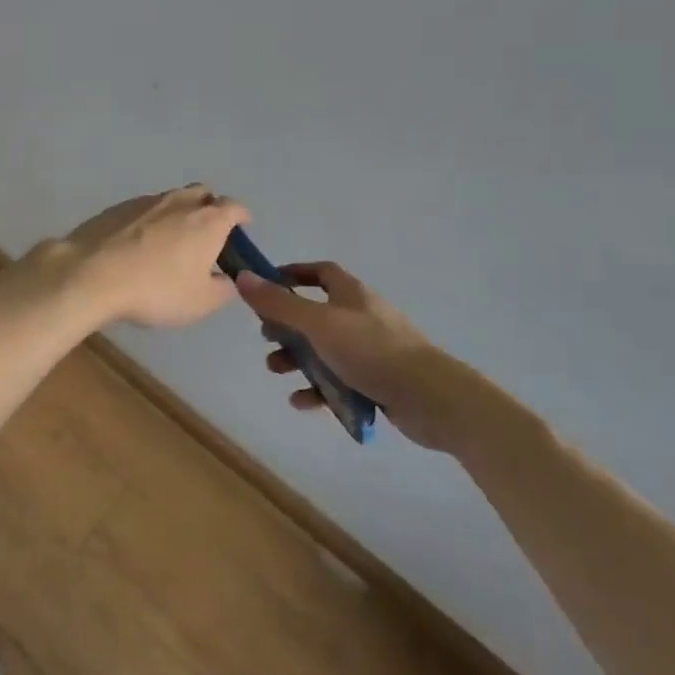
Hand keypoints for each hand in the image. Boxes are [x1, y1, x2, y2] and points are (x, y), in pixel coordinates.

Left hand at [49, 185, 250, 327]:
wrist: (93, 273)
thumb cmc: (157, 289)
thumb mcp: (201, 302)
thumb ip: (223, 288)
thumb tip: (228, 278)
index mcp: (208, 220)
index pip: (235, 207)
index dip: (242, 217)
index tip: (242, 229)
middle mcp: (180, 201)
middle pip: (204, 194)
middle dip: (211, 208)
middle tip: (207, 235)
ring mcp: (146, 201)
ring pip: (172, 199)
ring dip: (179, 214)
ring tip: (171, 242)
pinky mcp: (118, 207)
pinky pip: (144, 209)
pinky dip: (150, 221)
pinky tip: (139, 245)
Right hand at [234, 261, 492, 452]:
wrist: (431, 398)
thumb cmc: (371, 350)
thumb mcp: (318, 323)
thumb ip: (279, 303)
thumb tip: (243, 277)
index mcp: (351, 294)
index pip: (320, 272)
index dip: (293, 275)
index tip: (267, 286)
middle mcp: (361, 316)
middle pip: (316, 313)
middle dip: (288, 325)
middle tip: (267, 337)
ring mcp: (371, 350)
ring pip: (325, 349)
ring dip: (298, 359)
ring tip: (276, 370)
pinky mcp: (377, 381)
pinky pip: (339, 381)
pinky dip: (318, 389)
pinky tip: (301, 402)